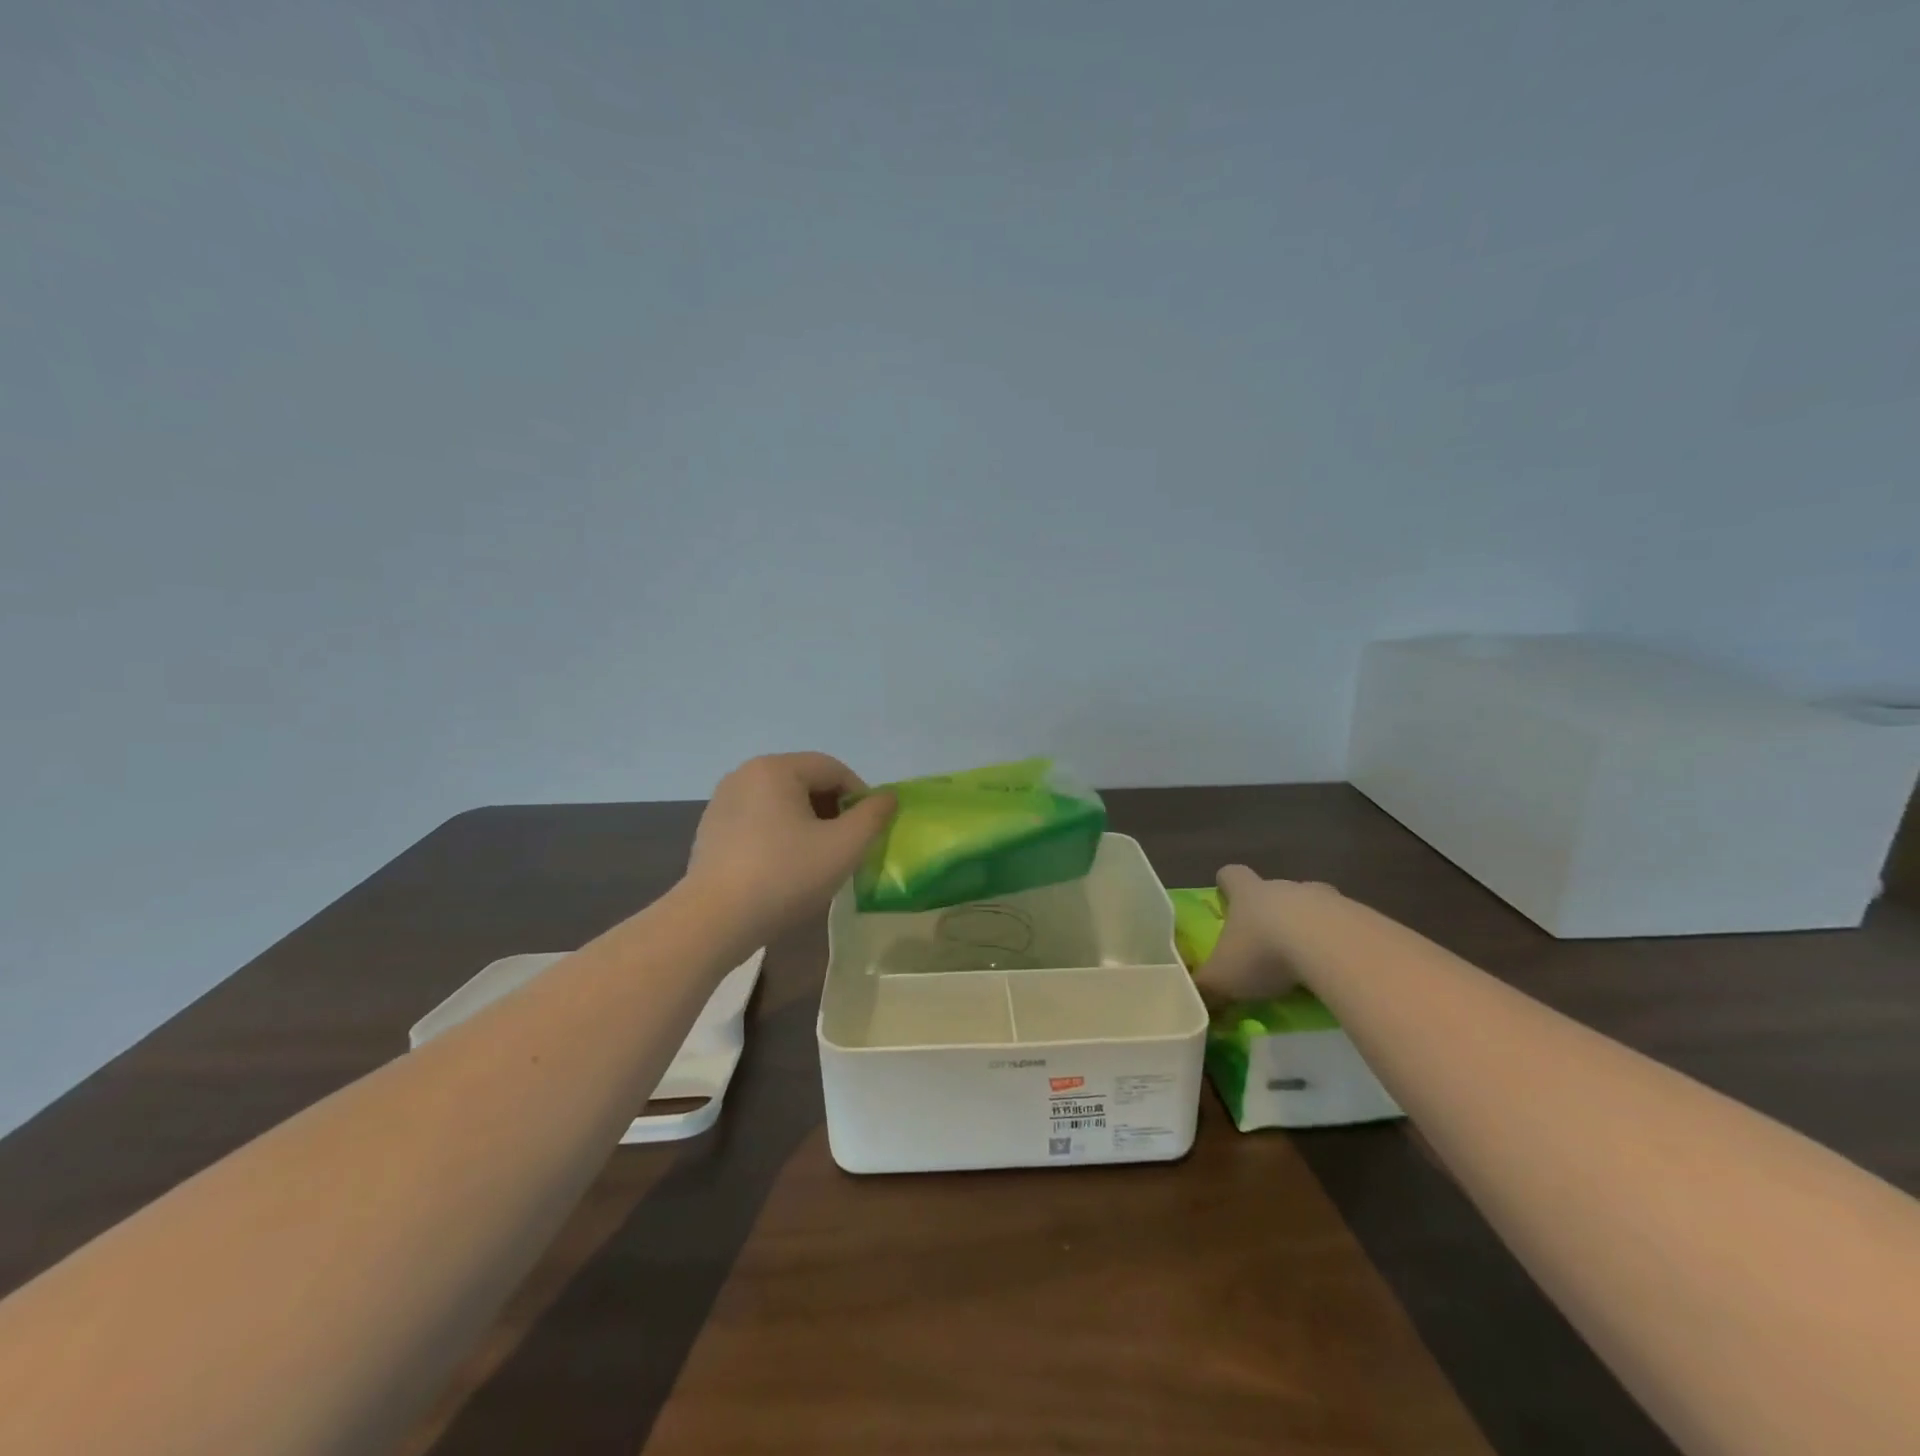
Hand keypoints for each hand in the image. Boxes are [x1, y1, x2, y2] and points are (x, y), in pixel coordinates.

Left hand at [686, 753, 896, 940]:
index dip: (860, 796)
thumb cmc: (785, 876)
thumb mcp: (844, 847)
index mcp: (776, 768)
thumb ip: (873, 816)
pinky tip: (784, 870)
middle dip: (833, 811)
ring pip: (782, 803)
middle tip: (847, 847)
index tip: (871, 831)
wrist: (713, 921)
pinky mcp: (711, 830)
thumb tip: (887, 798)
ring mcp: (723, 802)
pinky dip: (780, 836)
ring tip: (818, 860)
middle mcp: (745, 774)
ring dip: (808, 824)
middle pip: (806, 783)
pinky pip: (758, 821)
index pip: (833, 769)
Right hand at [1193, 864, 1339, 1003]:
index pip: (1232, 874)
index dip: (1227, 885)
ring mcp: (1328, 900)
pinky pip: (1348, 930)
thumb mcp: (1223, 979)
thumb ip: (1206, 989)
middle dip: (1272, 913)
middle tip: (1268, 945)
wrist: (1334, 950)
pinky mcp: (1364, 919)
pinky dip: (1341, 948)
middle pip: (1276, 891)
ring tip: (1307, 964)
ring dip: (1311, 929)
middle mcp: (1287, 888)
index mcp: (1249, 893)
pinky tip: (1339, 974)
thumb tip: (1192, 1002)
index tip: (1226, 901)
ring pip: (1315, 907)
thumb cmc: (1265, 953)